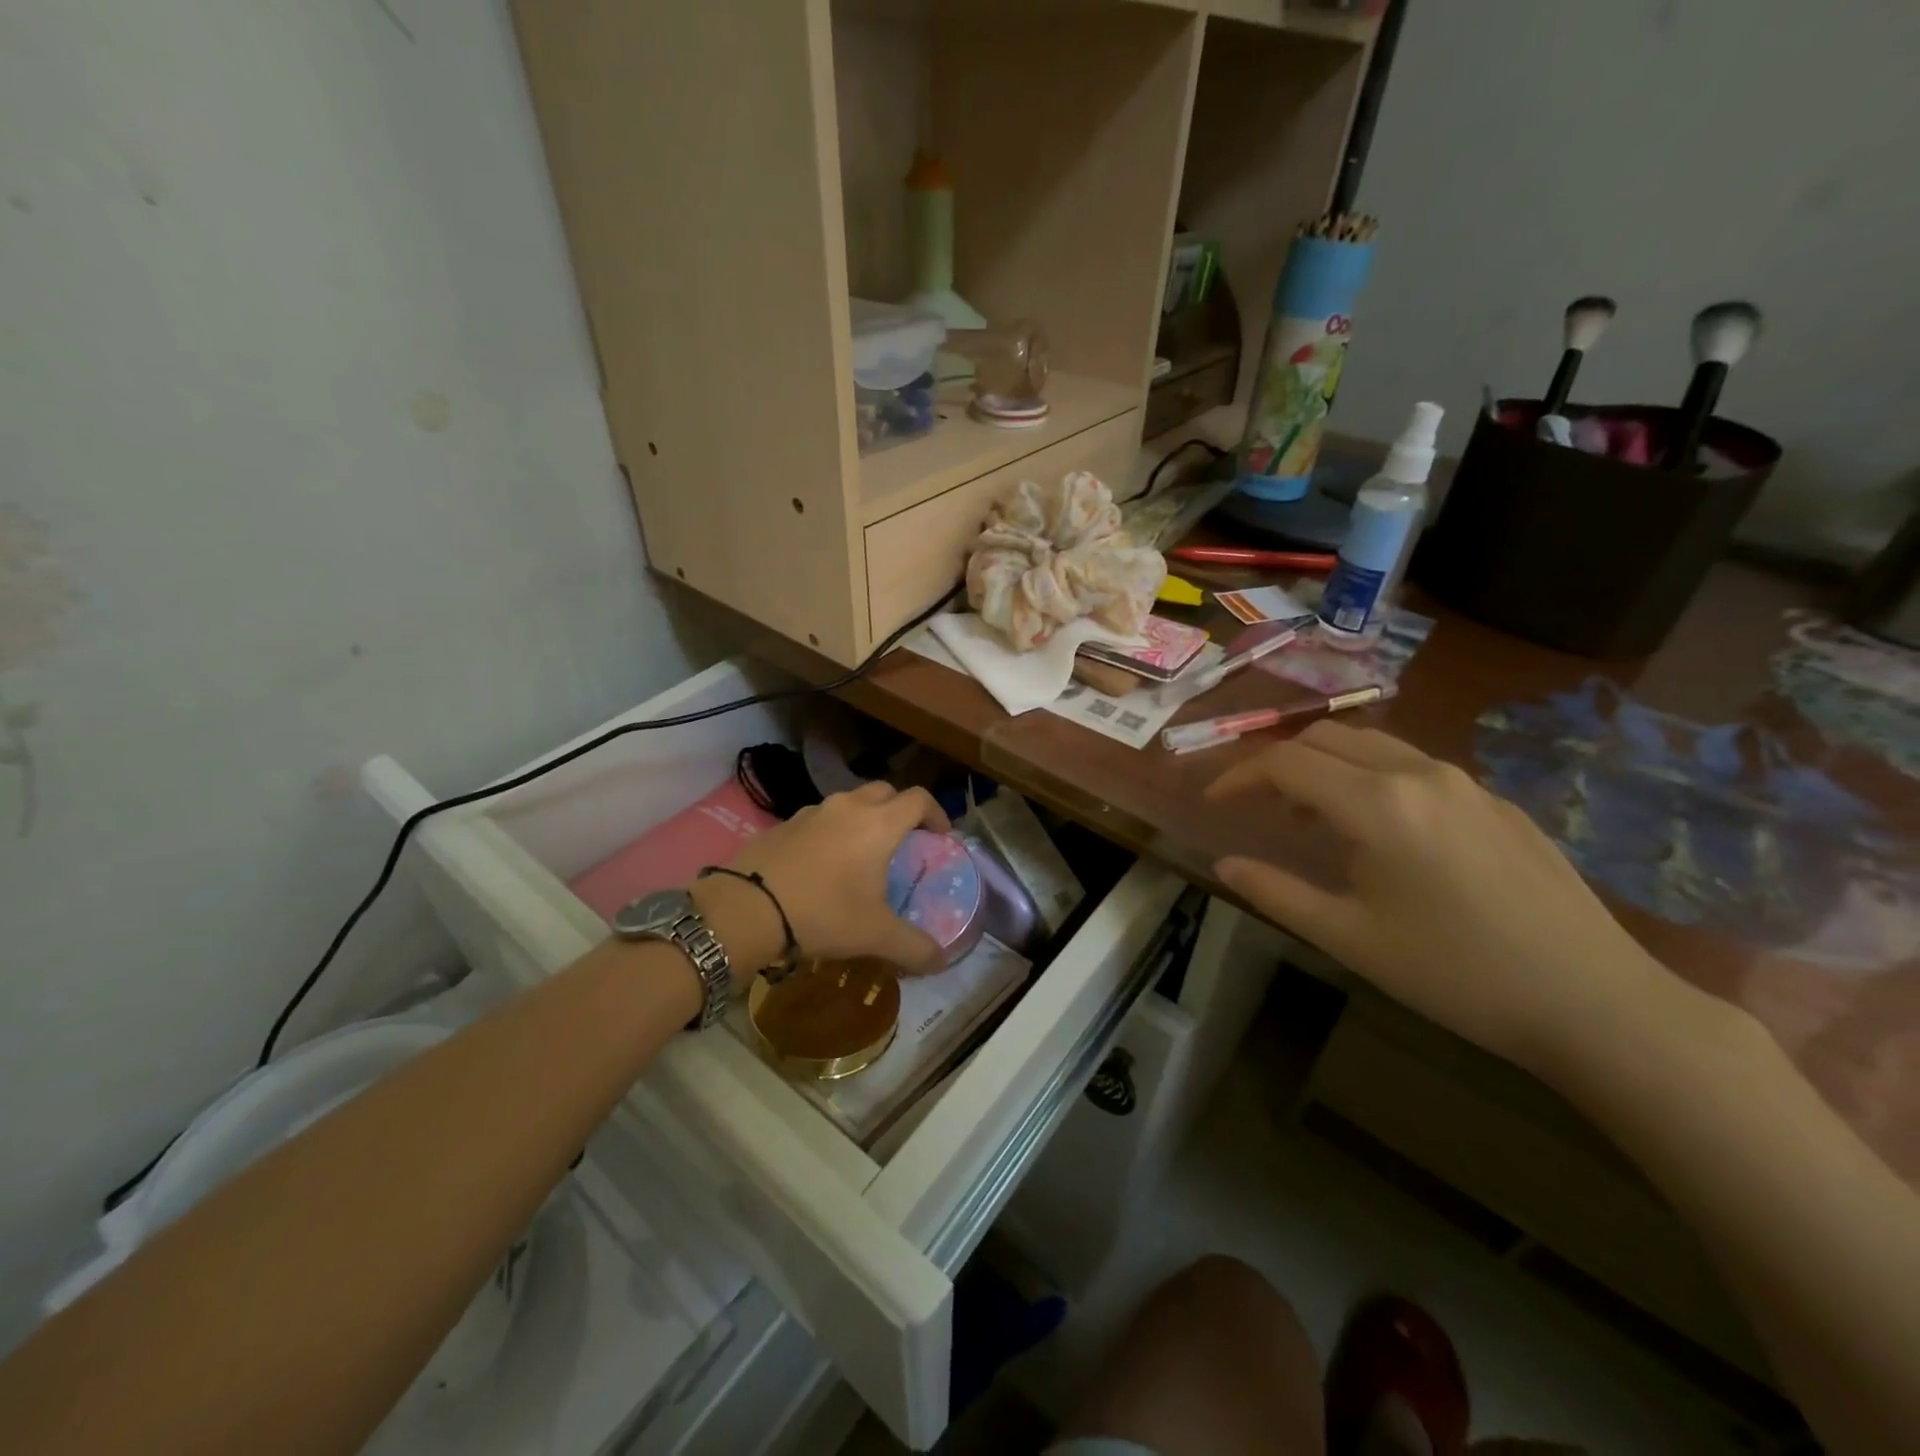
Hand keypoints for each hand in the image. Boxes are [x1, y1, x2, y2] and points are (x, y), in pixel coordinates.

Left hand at [716, 781, 951, 972]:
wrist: (746, 908)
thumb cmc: (823, 913)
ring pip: (847, 803)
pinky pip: (817, 820)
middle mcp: (847, 807)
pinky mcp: (782, 824)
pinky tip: (820, 866)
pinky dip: (829, 833)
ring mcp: (811, 811)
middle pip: (884, 792)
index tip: (941, 836)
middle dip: (899, 810)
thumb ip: (915, 948)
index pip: (919, 799)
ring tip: (860, 854)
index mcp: (879, 823)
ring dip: (861, 819)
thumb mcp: (875, 935)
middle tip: (903, 841)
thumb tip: (941, 961)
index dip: (936, 813)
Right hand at [1206, 722, 1669, 1074]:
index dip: (1239, 776)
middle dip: (1279, 762)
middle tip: (1258, 806)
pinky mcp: (1498, 802)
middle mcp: (1419, 774)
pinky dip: (1372, 778)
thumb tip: (1225, 864)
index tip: (1214, 801)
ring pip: (1373, 745)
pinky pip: (1415, 767)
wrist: (1596, 1003)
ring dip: (1326, 766)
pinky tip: (1382, 834)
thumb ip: (1276, 892)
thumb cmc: (1456, 974)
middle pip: (1326, 738)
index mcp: (1378, 804)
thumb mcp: (1350, 938)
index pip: (1285, 763)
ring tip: (1311, 817)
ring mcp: (1466, 783)